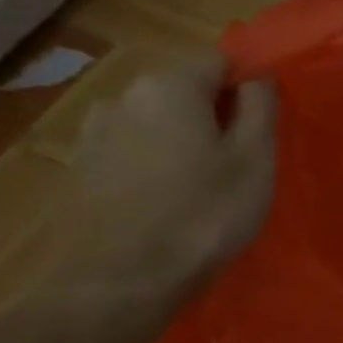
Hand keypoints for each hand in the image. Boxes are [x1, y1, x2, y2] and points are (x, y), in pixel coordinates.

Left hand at [55, 54, 276, 302]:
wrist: (116, 284)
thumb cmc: (203, 215)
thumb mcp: (255, 159)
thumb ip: (260, 108)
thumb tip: (257, 78)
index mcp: (169, 85)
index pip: (219, 59)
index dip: (247, 85)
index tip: (264, 124)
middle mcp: (123, 96)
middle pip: (183, 88)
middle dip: (213, 112)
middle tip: (240, 158)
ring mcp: (93, 133)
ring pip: (155, 121)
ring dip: (181, 139)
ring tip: (202, 184)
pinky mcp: (78, 169)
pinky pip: (131, 150)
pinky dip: (153, 163)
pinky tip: (166, 201)